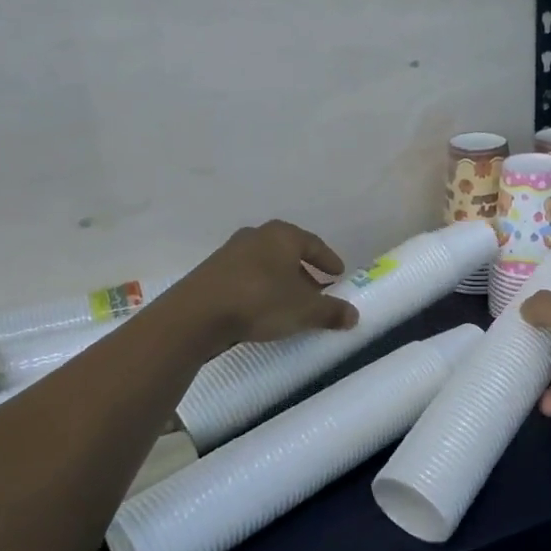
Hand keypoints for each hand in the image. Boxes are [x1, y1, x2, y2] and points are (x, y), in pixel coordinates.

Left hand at [174, 221, 359, 347]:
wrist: (196, 314)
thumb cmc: (260, 301)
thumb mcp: (304, 310)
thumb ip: (331, 311)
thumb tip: (354, 315)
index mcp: (282, 235)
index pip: (314, 244)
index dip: (329, 260)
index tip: (339, 274)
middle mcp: (256, 235)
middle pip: (288, 252)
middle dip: (304, 271)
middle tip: (317, 290)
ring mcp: (230, 252)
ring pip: (265, 264)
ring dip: (280, 281)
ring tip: (290, 303)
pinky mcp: (211, 271)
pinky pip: (246, 276)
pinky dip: (259, 288)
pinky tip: (262, 308)